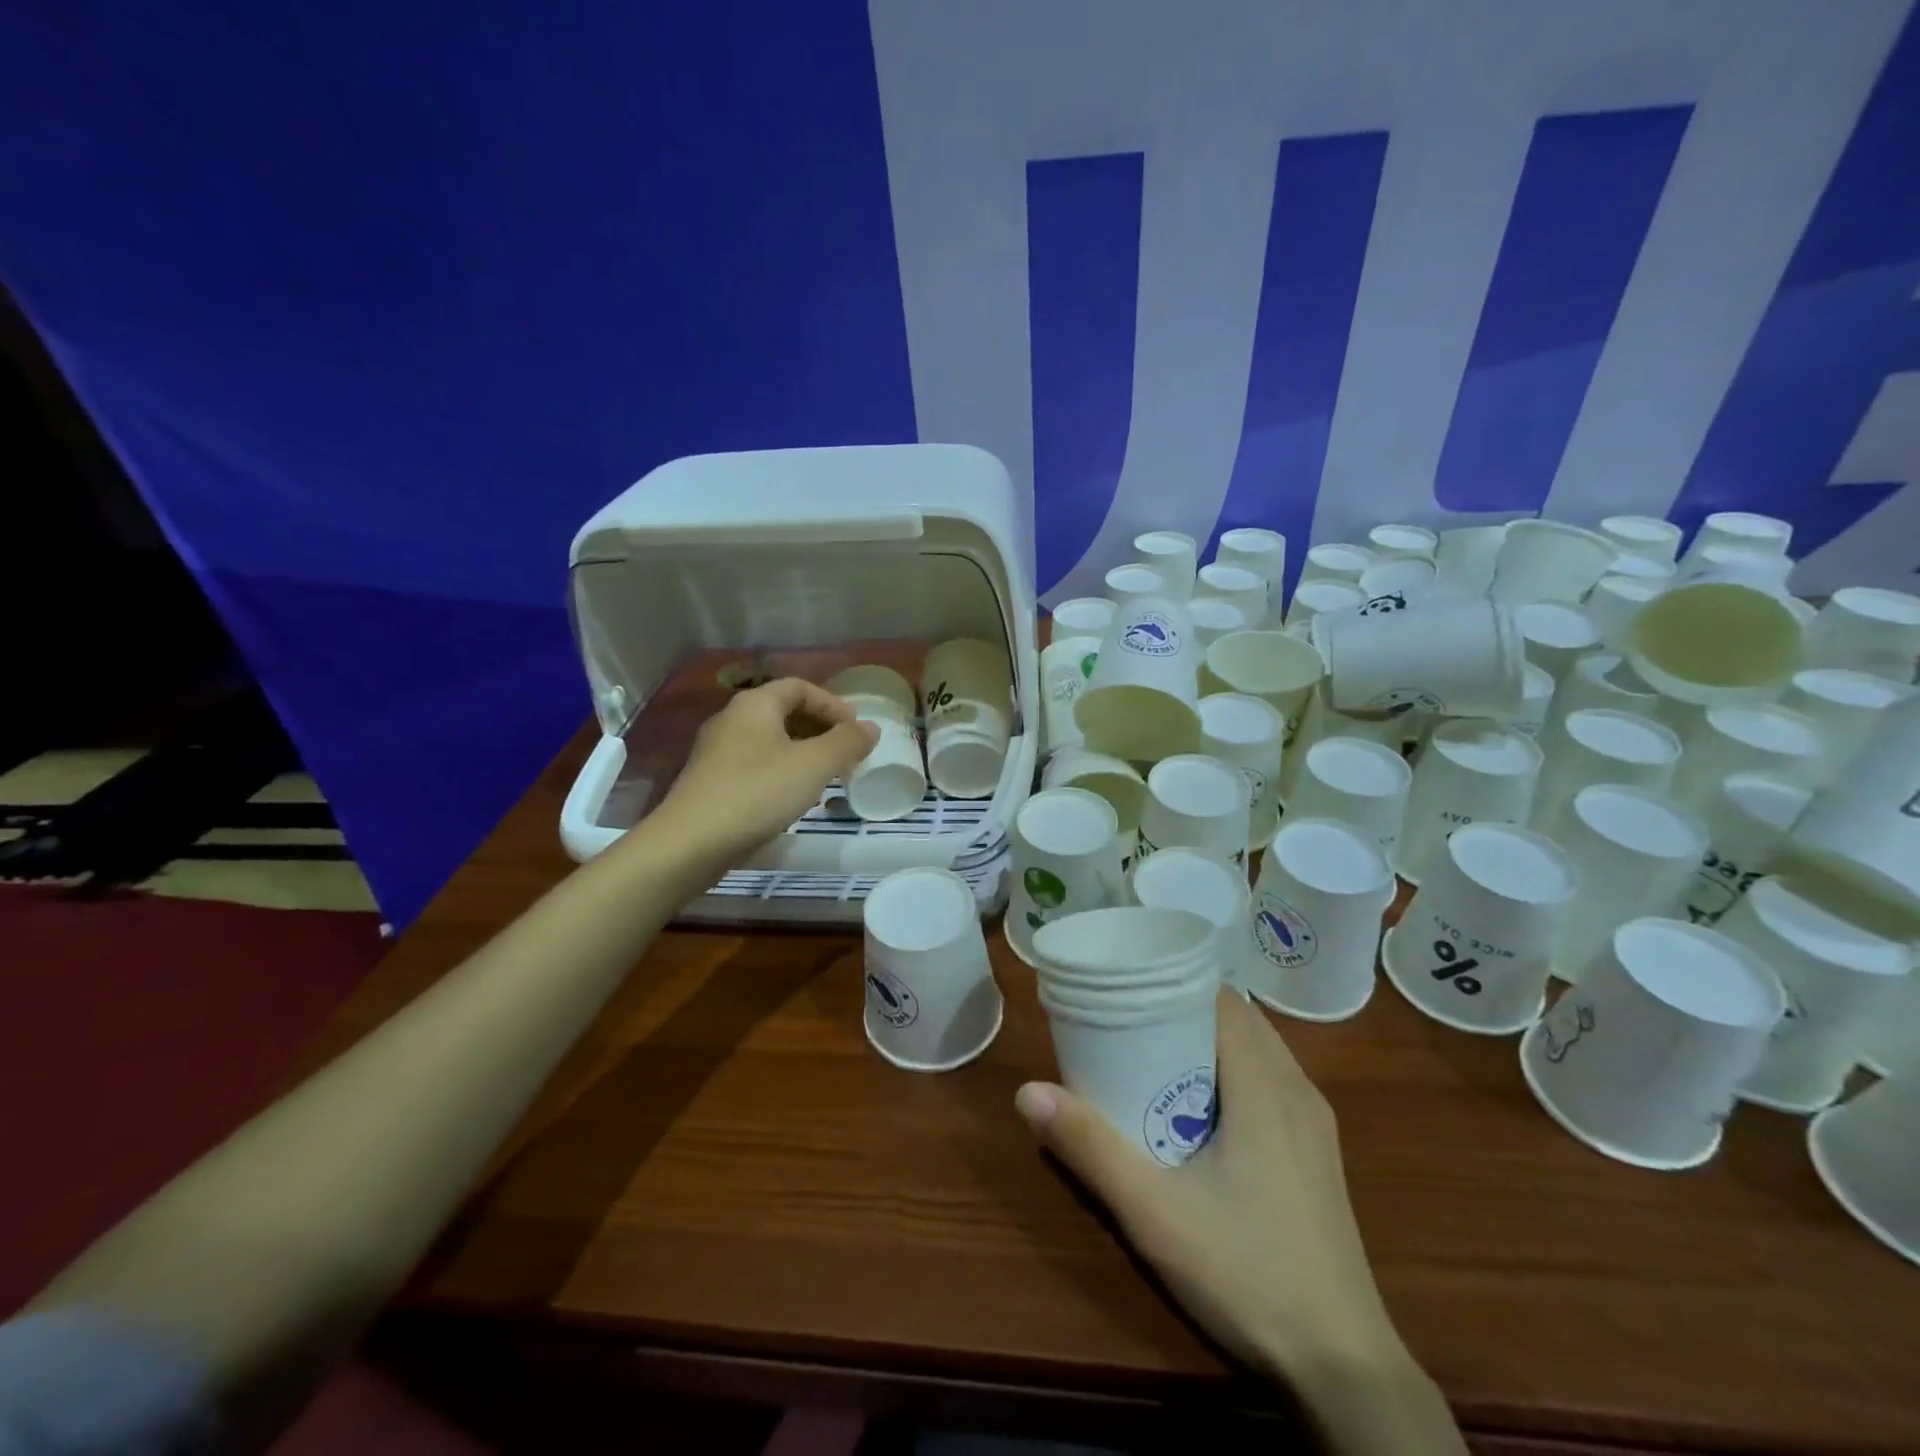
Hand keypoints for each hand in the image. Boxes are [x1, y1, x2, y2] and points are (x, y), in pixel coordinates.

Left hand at [651, 678, 878, 870]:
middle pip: (784, 711)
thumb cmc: (758, 792)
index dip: (833, 704)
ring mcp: (717, 750)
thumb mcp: (814, 765)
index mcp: (755, 704)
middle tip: (847, 753)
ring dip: (803, 752)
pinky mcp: (711, 780)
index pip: (800, 687)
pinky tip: (794, 797)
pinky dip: (782, 770)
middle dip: (820, 728)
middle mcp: (732, 719)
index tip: (856, 729)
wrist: (691, 843)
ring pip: (770, 740)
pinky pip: (756, 763)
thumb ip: (847, 742)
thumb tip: (870, 727)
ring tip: (827, 776)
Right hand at [1014, 991, 1403, 1382]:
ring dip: (1209, 1040)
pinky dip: (1234, 1069)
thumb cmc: (1246, 1271)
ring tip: (1154, 1052)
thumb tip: (1028, 1092)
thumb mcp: (1153, 1211)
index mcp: (1265, 1084)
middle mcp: (1297, 1088)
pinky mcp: (1319, 1153)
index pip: (1222, 998)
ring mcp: (1315, 1122)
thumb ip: (1090, 1147)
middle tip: (1129, 1017)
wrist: (1344, 1367)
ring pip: (1258, 1049)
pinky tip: (1201, 1105)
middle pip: (1238, 1018)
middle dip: (1184, 1008)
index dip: (1175, 981)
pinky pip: (1271, 1080)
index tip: (1129, 983)